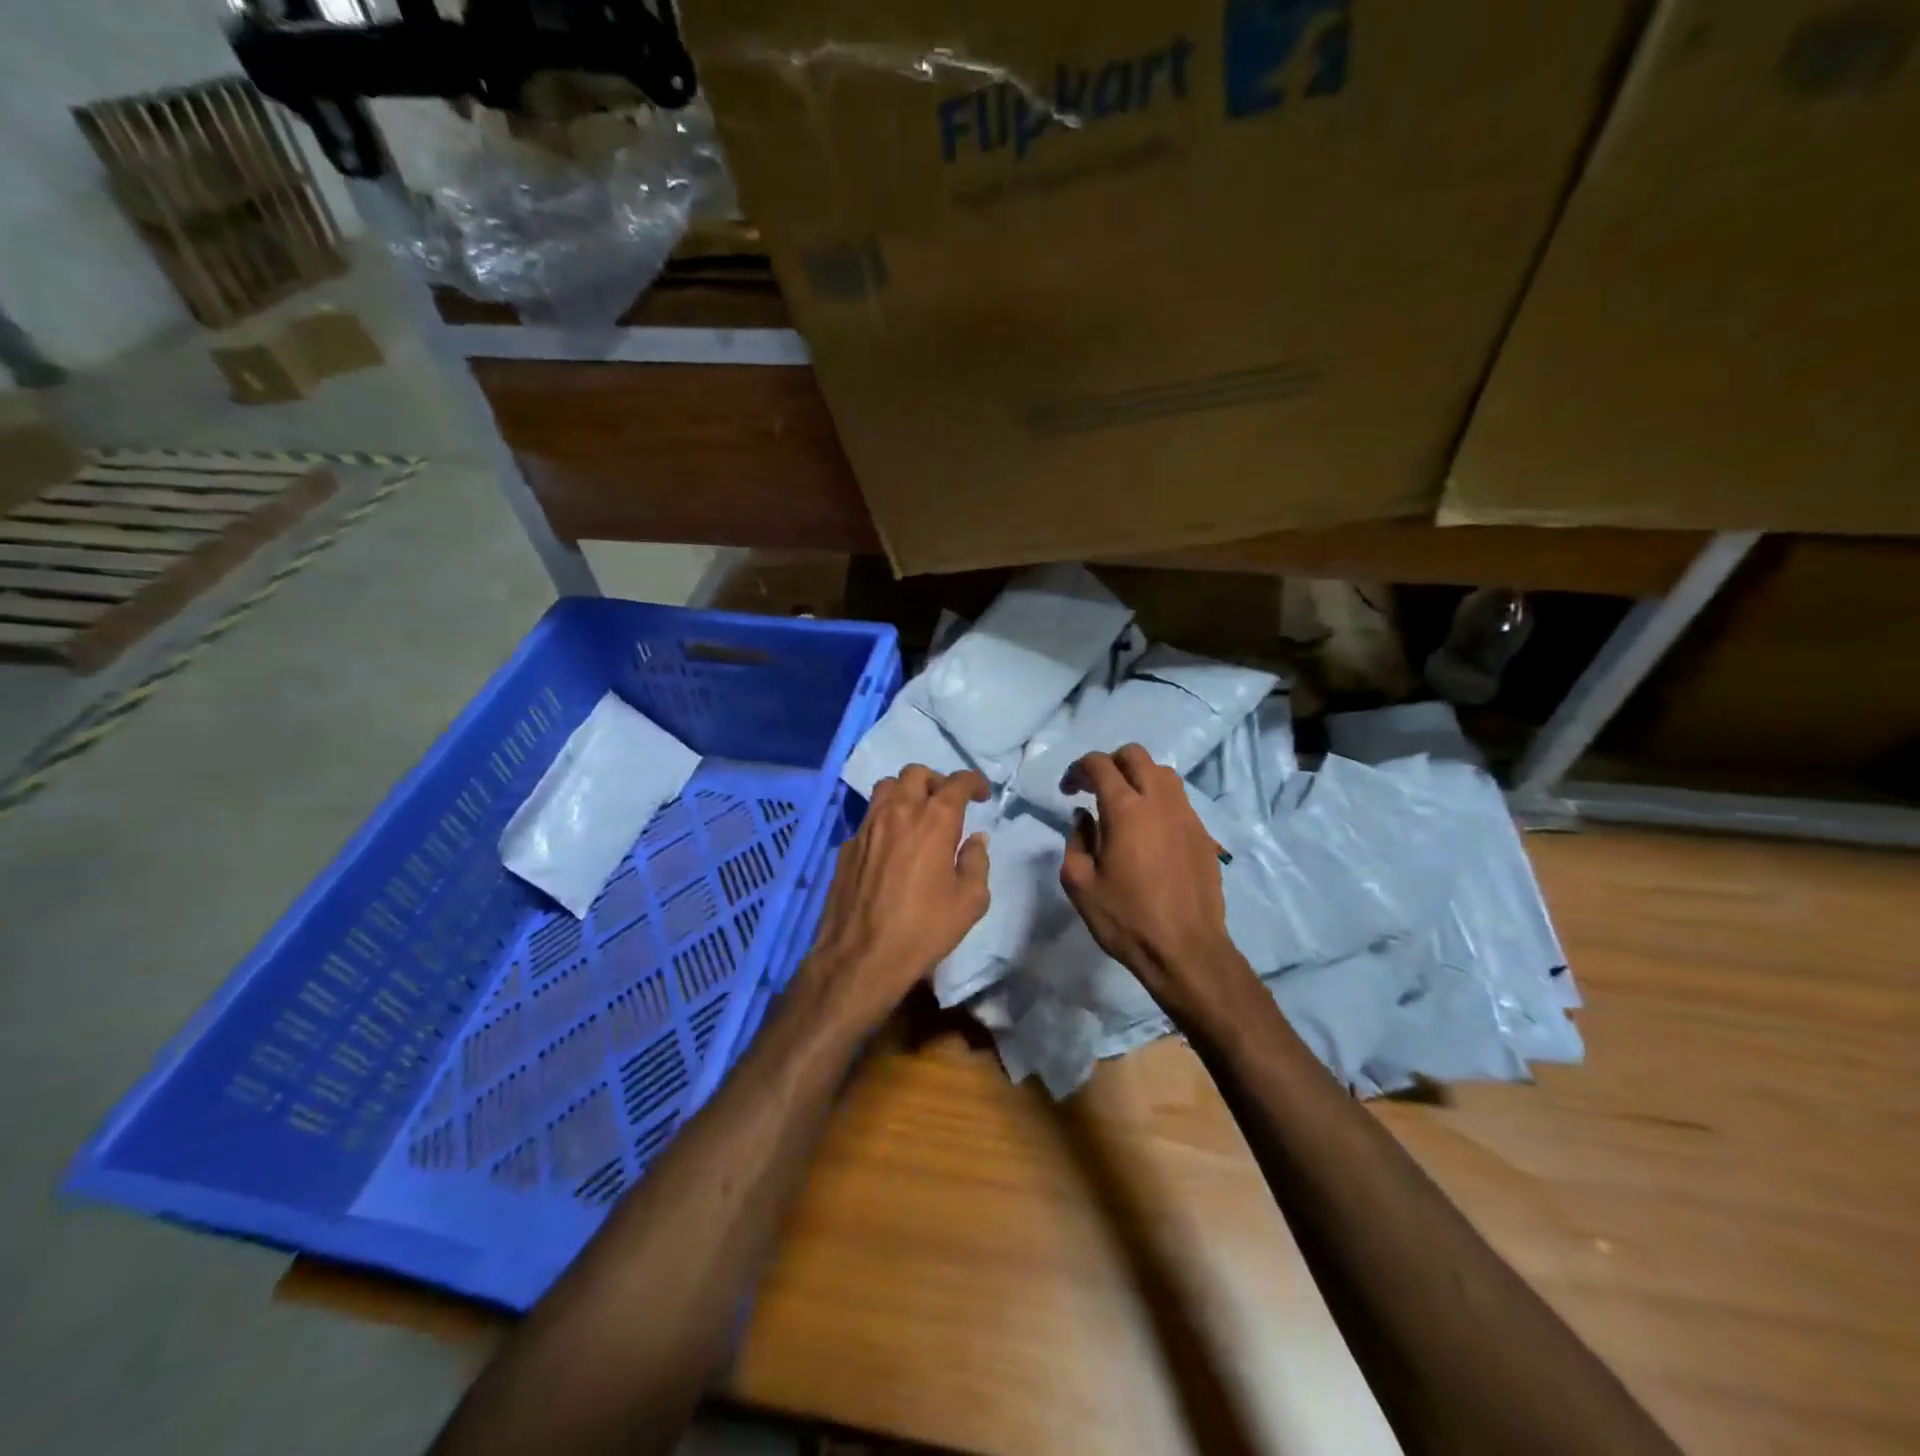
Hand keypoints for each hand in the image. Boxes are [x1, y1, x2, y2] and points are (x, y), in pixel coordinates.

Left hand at [803, 765, 991, 1027]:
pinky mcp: (847, 846)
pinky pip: (869, 817)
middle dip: (937, 781)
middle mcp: (899, 812)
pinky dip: (885, 819)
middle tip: (947, 803)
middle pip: (916, 773)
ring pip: (886, 787)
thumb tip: (976, 839)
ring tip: (917, 816)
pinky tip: (891, 846)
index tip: (981, 794)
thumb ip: (977, 862)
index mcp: (935, 821)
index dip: (973, 782)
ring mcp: (867, 826)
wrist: (860, 957)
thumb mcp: (970, 902)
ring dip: (906, 792)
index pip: (957, 782)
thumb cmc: (923, 930)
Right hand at [1058, 745, 1256, 1030]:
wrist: (1187, 950)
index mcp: (1125, 809)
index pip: (1100, 764)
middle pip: (1135, 755)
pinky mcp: (1203, 834)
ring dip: (1138, 777)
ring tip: (1123, 805)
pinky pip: (1179, 800)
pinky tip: (1149, 830)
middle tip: (1094, 790)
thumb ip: (1075, 841)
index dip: (1078, 769)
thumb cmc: (1126, 919)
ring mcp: (1187, 815)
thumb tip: (1084, 817)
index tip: (1068, 790)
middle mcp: (1160, 801)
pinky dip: (1158, 800)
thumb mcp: (1079, 884)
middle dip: (1110, 763)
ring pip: (1163, 772)